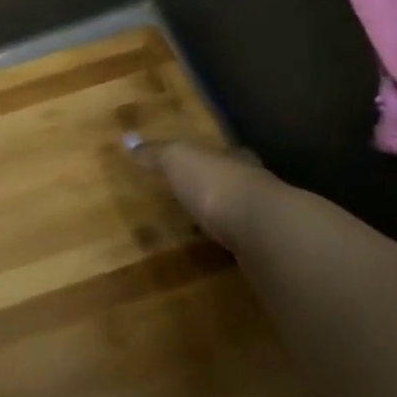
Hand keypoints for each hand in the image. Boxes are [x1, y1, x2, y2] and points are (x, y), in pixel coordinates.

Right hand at [131, 140, 307, 260]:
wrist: (261, 229)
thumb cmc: (215, 184)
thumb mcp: (177, 160)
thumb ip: (156, 153)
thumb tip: (129, 142)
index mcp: (234, 160)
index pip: (224, 155)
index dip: (210, 159)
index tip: (196, 166)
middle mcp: (254, 186)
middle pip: (235, 184)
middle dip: (217, 190)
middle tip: (194, 200)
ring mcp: (263, 220)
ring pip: (240, 214)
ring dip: (224, 220)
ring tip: (200, 231)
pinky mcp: (266, 250)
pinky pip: (243, 244)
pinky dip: (229, 246)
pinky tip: (216, 254)